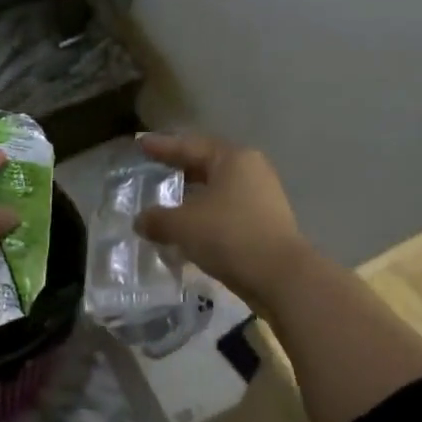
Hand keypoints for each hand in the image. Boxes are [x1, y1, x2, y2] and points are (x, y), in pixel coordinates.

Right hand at [134, 132, 311, 311]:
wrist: (280, 276)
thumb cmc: (229, 236)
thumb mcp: (183, 225)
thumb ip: (157, 219)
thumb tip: (141, 221)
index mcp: (232, 158)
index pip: (190, 145)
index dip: (162, 146)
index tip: (141, 144)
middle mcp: (251, 170)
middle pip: (207, 164)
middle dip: (179, 169)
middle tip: (153, 170)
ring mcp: (262, 197)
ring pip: (218, 190)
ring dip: (192, 196)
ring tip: (167, 202)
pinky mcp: (266, 223)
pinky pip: (227, 211)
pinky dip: (206, 215)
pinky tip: (189, 228)